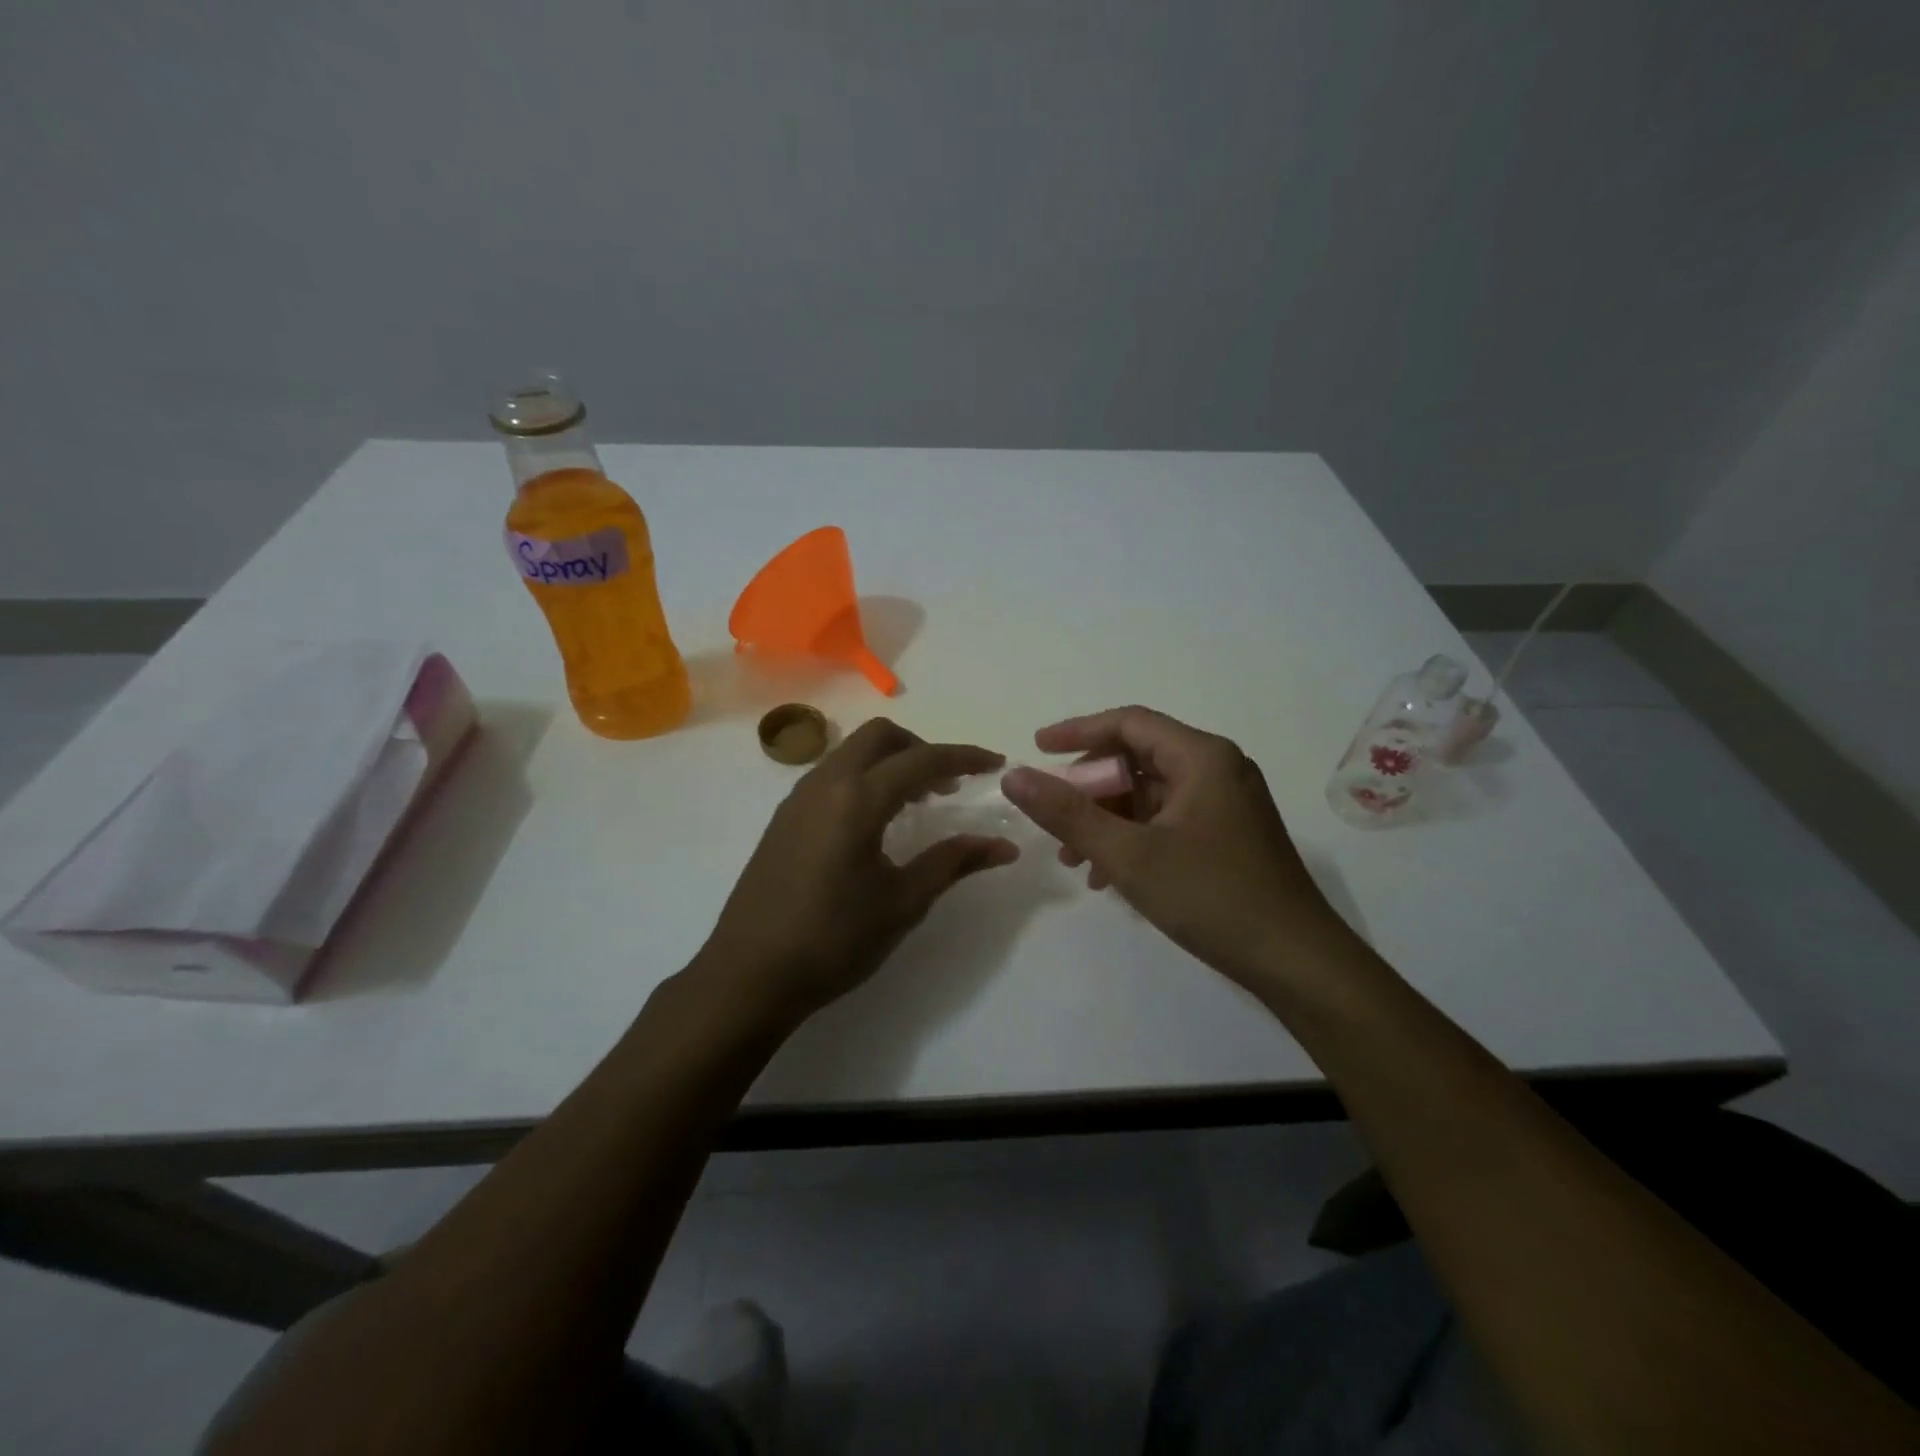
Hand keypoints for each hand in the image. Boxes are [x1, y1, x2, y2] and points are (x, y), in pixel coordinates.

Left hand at [695, 719, 1017, 1032]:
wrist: (749, 974)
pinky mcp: (784, 817)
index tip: (995, 764)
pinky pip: (832, 774)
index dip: (964, 757)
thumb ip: (953, 862)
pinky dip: (865, 777)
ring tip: (918, 801)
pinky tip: (876, 820)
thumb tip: (1004, 846)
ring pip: (852, 751)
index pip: (921, 760)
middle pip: (881, 736)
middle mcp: (825, 783)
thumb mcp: (902, 902)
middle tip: (950, 784)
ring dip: (891, 761)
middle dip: (922, 748)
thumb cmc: (833, 940)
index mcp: (857, 799)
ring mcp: (798, 798)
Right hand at [1001, 706, 1354, 989]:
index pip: (1128, 723)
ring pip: (1150, 794)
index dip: (1078, 732)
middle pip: (1138, 758)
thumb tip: (1014, 776)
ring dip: (1107, 818)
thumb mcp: (1129, 855)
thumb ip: (1068, 813)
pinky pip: (1167, 820)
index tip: (1036, 748)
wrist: (1297, 962)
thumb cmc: (1212, 897)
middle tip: (1053, 817)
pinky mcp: (1228, 835)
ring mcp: (1226, 804)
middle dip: (1089, 787)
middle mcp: (1218, 769)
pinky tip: (1108, 875)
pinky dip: (1133, 837)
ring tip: (1073, 857)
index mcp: (1202, 757)